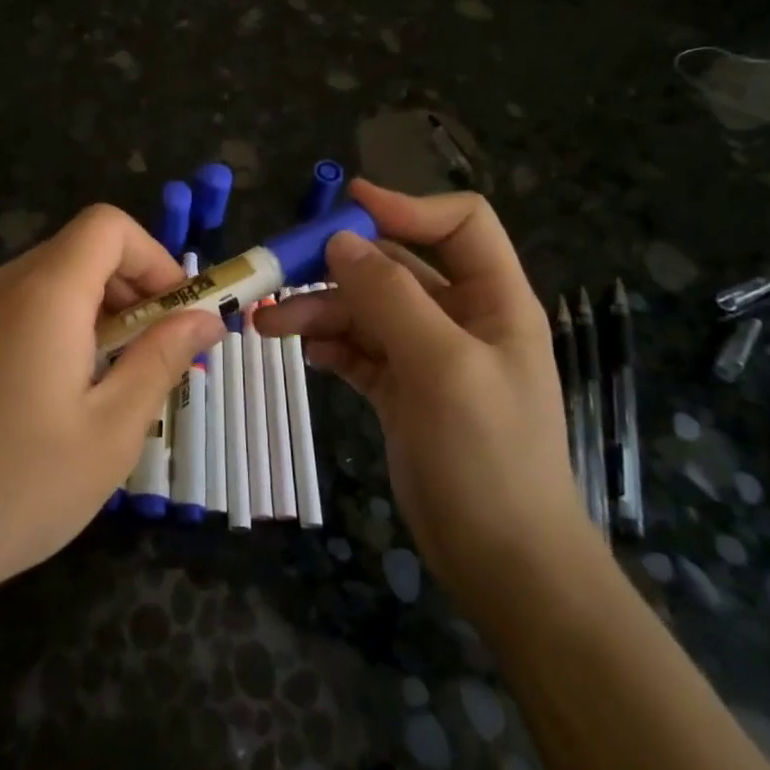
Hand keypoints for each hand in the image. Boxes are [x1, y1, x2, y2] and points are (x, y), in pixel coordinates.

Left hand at [0, 205, 223, 605]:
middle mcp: (4, 285)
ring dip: (103, 311)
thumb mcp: (112, 428)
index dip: (155, 257)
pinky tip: (71, 391)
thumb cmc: (20, 484)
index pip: (108, 226)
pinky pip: (27, 307)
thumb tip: (205, 318)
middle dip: (135, 287)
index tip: (177, 315)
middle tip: (159, 355)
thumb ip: (162, 359)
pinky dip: (66, 326)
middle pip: (83, 249)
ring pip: (56, 279)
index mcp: (44, 292)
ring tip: (120, 380)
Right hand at [261, 179, 594, 625]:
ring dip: (317, 309)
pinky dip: (327, 344)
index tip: (344, 209)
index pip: (458, 224)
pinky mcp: (400, 390)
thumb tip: (341, 239)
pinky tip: (300, 351)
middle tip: (277, 274)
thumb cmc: (488, 457)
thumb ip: (391, 297)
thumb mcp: (442, 367)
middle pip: (394, 267)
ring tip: (266, 326)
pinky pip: (356, 349)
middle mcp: (460, 319)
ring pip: (365, 310)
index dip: (405, 207)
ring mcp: (427, 356)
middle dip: (337, 267)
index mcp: (493, 300)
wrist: (503, 562)